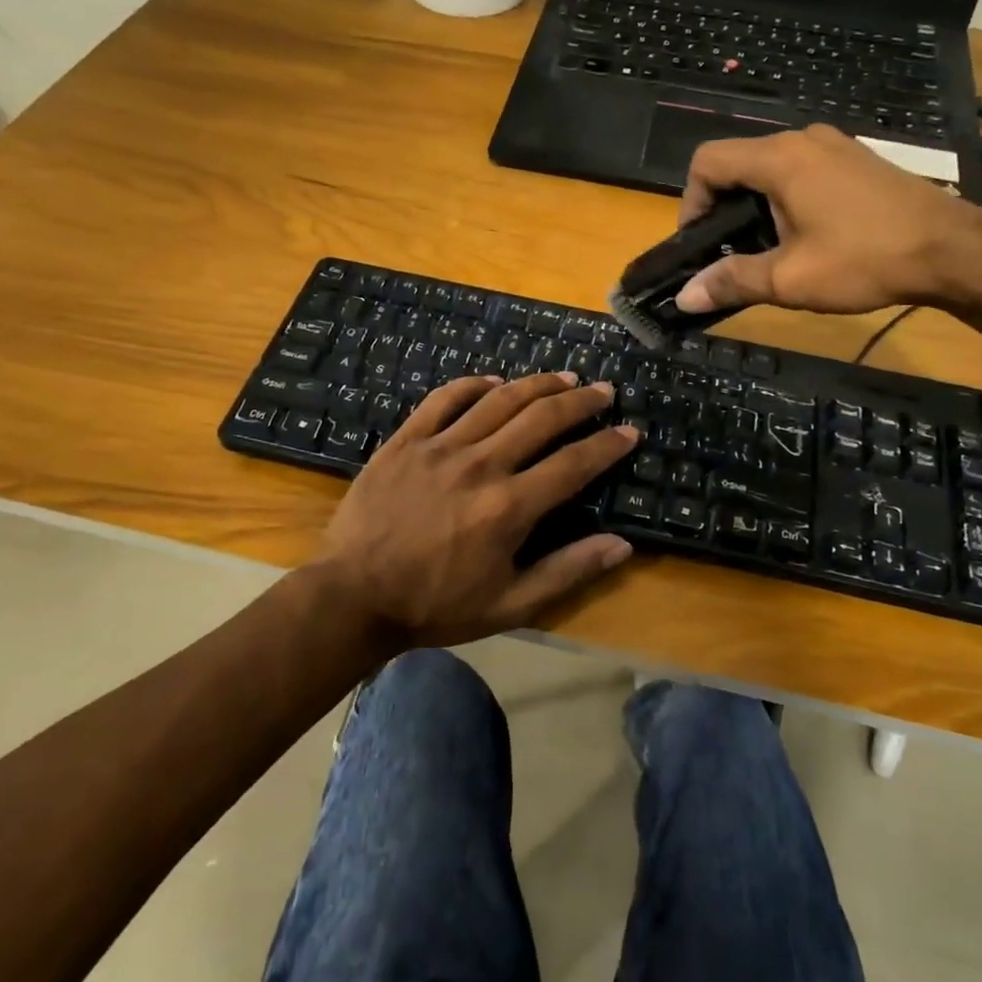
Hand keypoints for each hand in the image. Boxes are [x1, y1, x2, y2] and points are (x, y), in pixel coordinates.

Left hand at [315, 372, 638, 647]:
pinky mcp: (406, 440)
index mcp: (509, 507)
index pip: (573, 464)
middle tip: (604, 391)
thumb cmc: (435, 605)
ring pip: (499, 399)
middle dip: (580, 401)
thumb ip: (567, 572)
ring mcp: (440, 447)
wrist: (352, 596)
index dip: (607, 445)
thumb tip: (622, 546)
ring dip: (537, 383)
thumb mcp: (509, 605)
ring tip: (564, 377)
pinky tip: (493, 381)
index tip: (629, 431)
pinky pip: (444, 398)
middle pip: (542, 418)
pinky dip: (473, 384)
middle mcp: (481, 465)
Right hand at [674, 124, 981, 315]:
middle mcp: (802, 140)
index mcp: (779, 159)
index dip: (690, 202)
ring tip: (765, 249)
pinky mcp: (854, 159)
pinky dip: (784, 197)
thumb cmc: (864, 260)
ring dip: (754, 204)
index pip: (707, 161)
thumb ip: (731, 281)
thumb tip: (685, 297)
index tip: (699, 243)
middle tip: (729, 253)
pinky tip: (804, 235)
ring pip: (769, 167)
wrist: (951, 249)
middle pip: (737, 163)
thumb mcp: (789, 279)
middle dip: (722, 207)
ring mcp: (833, 146)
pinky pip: (800, 170)